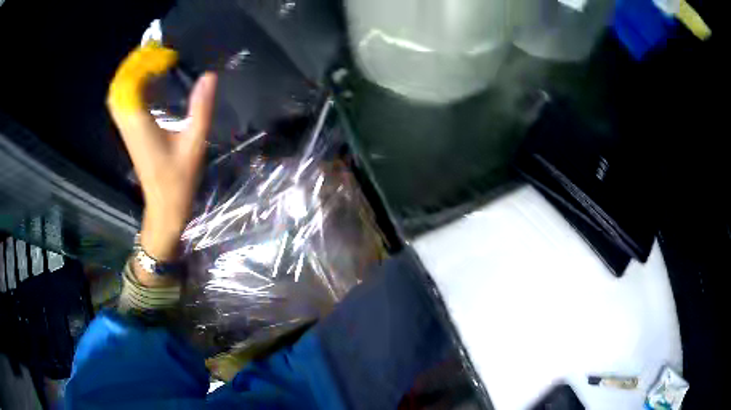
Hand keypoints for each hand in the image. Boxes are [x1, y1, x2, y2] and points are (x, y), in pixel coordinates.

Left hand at [108, 44, 216, 264]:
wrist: (164, 208)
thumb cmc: (179, 180)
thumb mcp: (194, 143)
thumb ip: (201, 108)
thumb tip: (209, 76)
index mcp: (140, 124)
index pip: (130, 83)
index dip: (144, 63)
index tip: (167, 56)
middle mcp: (128, 124)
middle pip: (119, 86)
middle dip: (134, 63)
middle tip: (156, 50)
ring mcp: (125, 130)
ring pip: (117, 94)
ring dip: (130, 73)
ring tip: (150, 60)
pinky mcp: (129, 134)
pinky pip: (121, 103)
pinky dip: (129, 86)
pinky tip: (145, 81)